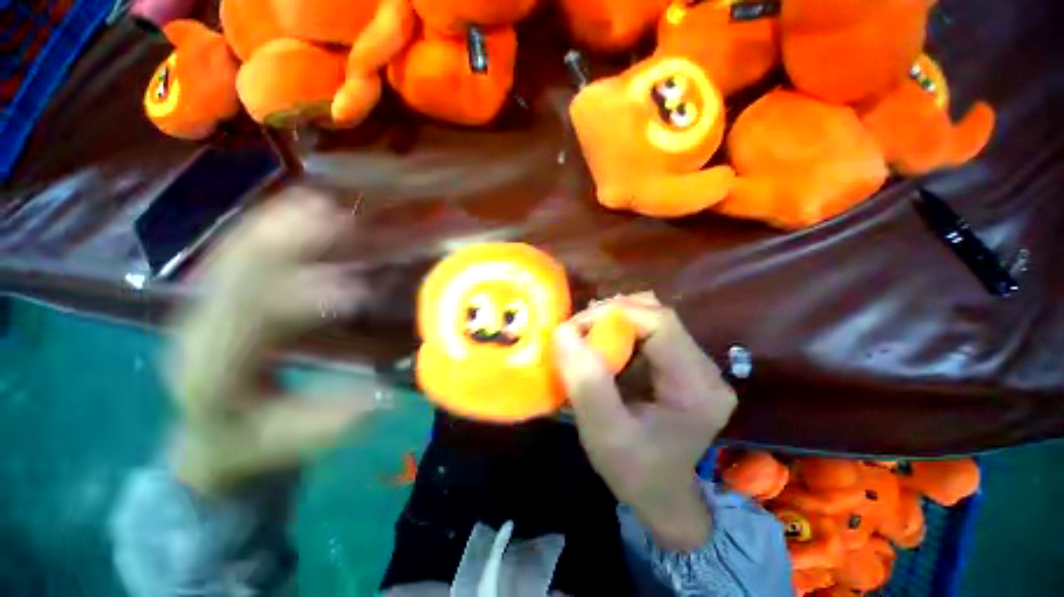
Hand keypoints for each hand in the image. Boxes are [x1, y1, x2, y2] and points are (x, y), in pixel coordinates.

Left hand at [168, 189, 381, 493]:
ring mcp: (202, 307)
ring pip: (233, 256)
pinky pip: (235, 253)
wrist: (205, 435)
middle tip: (337, 220)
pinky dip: (264, 227)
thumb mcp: (282, 444)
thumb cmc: (244, 443)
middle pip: (236, 277)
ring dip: (276, 226)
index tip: (356, 288)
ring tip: (317, 202)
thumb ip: (325, 424)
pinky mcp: (216, 297)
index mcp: (212, 372)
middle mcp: (198, 329)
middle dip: (288, 245)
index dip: (303, 302)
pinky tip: (291, 207)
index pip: (251, 326)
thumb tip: (380, 398)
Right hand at [553, 293, 737, 550]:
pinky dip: (618, 332)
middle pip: (656, 315)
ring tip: (585, 338)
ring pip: (650, 319)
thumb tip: (563, 331)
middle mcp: (705, 368)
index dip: (615, 314)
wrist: (660, 495)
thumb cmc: (635, 472)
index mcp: (697, 387)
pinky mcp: (679, 364)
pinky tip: (601, 347)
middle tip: (577, 332)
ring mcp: (694, 364)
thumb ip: (586, 382)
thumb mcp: (605, 433)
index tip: (575, 328)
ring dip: (613, 322)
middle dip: (611, 316)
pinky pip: (647, 332)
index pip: (660, 323)